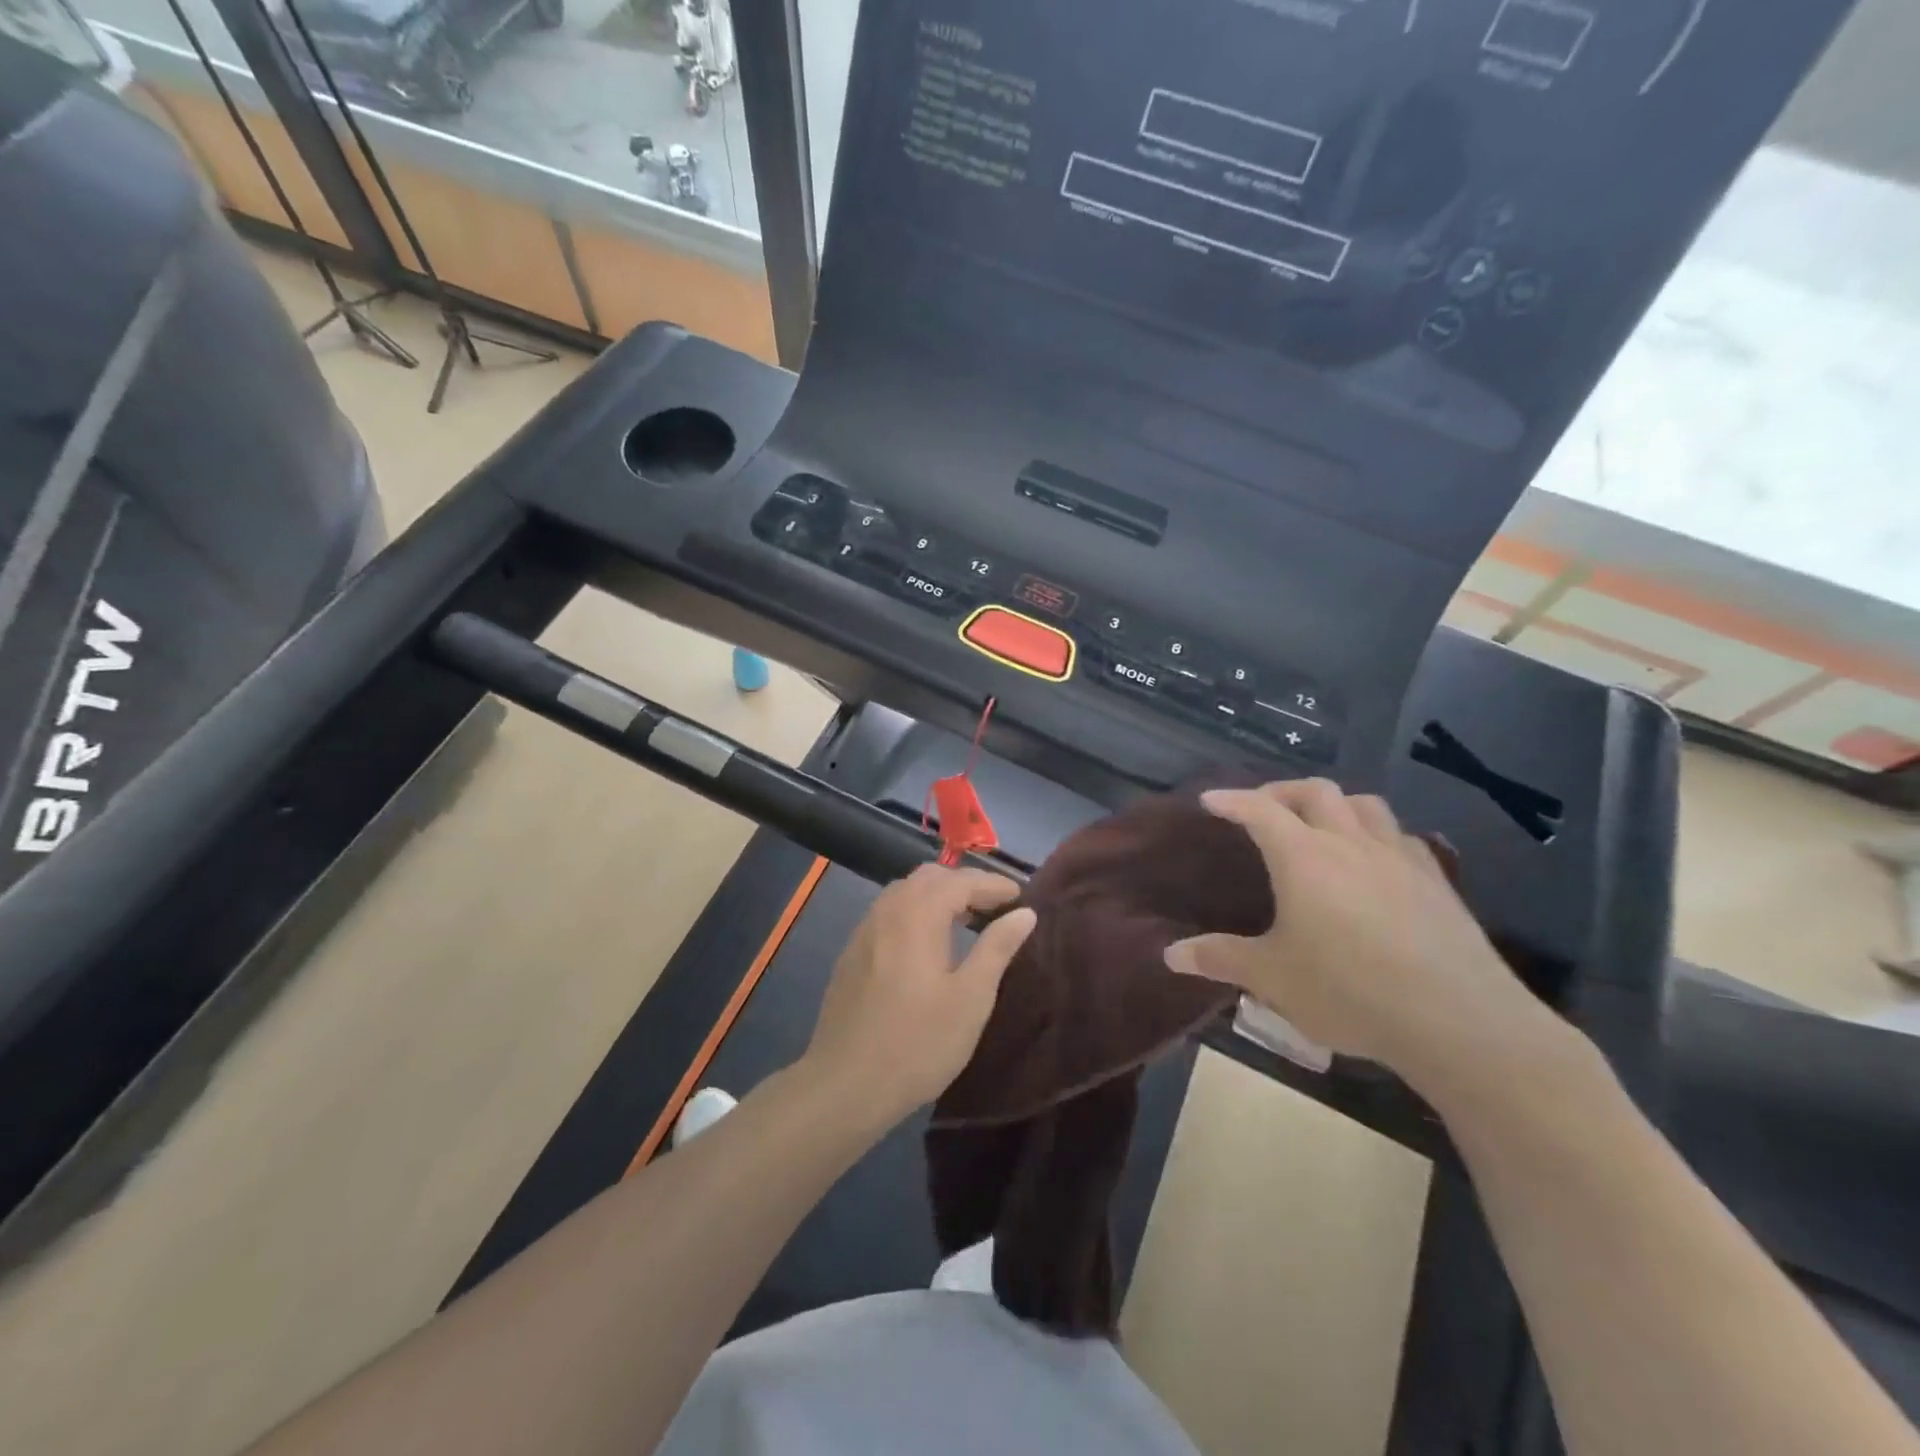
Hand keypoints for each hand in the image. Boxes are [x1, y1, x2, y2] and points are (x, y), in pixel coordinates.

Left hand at [804, 866, 1036, 1120]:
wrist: (845, 1084)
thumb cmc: (918, 1043)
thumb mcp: (970, 999)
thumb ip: (997, 949)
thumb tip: (1024, 913)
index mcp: (917, 915)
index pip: (961, 881)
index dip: (993, 885)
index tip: (1021, 897)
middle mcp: (887, 911)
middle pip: (929, 877)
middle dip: (964, 884)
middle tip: (994, 907)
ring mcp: (864, 931)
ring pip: (904, 892)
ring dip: (937, 896)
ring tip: (965, 921)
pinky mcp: (851, 953)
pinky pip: (888, 913)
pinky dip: (914, 912)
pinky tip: (926, 943)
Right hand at [1164, 780, 1564, 1101]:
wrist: (1458, 1021)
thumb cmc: (1349, 991)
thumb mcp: (1272, 979)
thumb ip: (1220, 959)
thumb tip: (1170, 954)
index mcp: (1303, 857)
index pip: (1259, 810)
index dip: (1232, 800)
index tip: (1211, 800)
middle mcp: (1350, 843)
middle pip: (1315, 791)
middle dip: (1282, 791)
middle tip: (1263, 809)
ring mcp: (1398, 858)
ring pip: (1365, 804)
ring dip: (1334, 804)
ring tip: (1320, 825)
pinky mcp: (1436, 881)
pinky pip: (1401, 836)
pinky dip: (1377, 834)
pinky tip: (1375, 861)